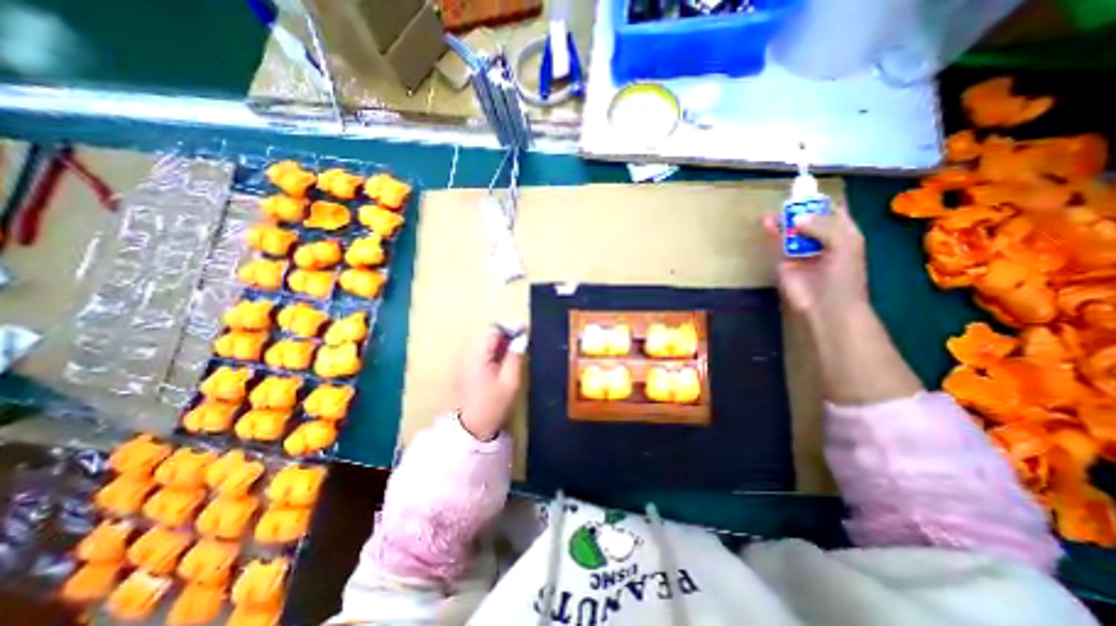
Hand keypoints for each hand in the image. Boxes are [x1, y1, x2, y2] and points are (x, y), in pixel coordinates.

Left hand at [449, 330, 525, 441]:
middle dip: (503, 332)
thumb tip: (521, 339)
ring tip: (512, 348)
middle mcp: (466, 353)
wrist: (470, 428)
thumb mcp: (510, 382)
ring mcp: (461, 360)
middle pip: (485, 333)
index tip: (525, 329)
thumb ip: (515, 357)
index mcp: (477, 355)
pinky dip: (488, 349)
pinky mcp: (461, 367)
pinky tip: (498, 358)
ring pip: (480, 341)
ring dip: (496, 341)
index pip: (493, 330)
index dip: (510, 327)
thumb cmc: (493, 405)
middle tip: (520, 339)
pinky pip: (476, 350)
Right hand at [759, 201, 870, 320]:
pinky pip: (779, 243)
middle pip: (809, 218)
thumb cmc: (844, 276)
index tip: (806, 190)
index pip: (833, 211)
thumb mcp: (844, 245)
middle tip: (787, 201)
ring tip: (773, 213)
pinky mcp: (785, 261)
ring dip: (784, 220)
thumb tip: (796, 217)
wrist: (827, 306)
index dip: (821, 201)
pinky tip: (767, 224)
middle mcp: (822, 239)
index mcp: (844, 233)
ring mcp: (803, 251)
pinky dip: (773, 233)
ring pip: (792, 230)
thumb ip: (823, 226)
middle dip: (798, 209)